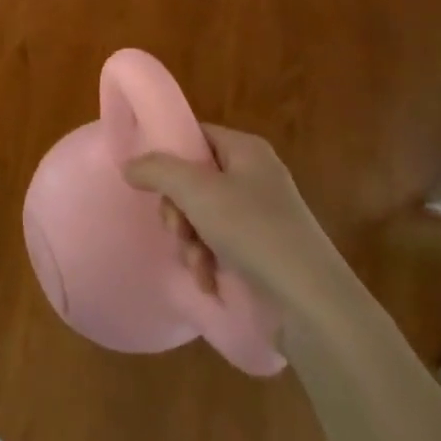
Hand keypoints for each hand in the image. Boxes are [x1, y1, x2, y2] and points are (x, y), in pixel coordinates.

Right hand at [123, 126, 341, 317]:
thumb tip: (129, 164)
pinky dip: (208, 261)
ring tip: (197, 262)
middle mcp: (254, 177)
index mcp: (246, 150)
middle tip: (176, 228)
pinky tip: (209, 279)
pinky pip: (220, 245)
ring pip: (202, 216)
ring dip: (190, 241)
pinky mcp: (264, 254)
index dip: (170, 155)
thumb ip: (156, 169)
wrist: (311, 304)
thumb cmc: (253, 231)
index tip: (153, 182)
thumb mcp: (196, 191)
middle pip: (194, 179)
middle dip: (178, 209)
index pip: (196, 136)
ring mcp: (261, 217)